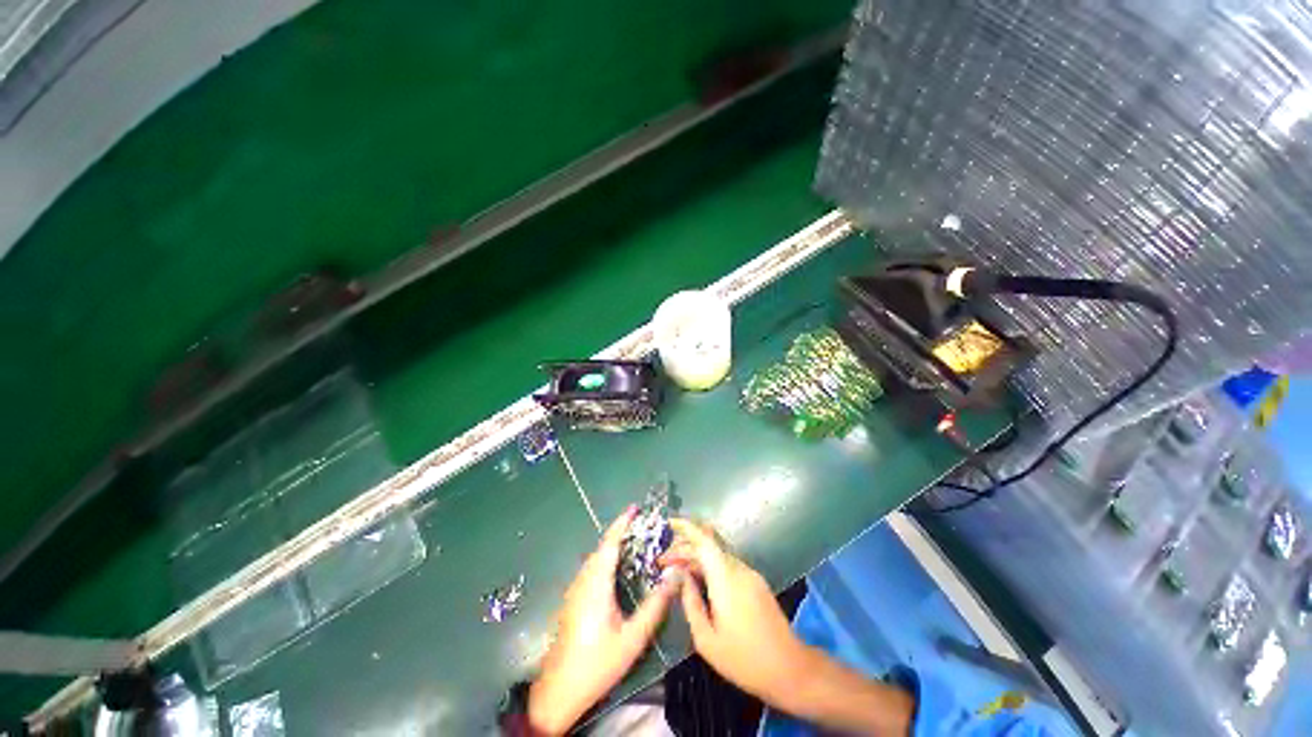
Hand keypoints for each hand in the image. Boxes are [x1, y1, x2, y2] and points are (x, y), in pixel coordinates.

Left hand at [528, 508, 680, 733]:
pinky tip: (617, 572)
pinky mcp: (572, 600)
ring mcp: (575, 590)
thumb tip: (674, 578)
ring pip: (595, 559)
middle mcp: (583, 581)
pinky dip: (606, 560)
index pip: (609, 543)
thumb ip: (654, 606)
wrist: (558, 691)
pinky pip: (591, 569)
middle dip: (620, 533)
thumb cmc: (597, 663)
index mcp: (596, 584)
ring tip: (634, 544)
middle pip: (602, 548)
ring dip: (613, 547)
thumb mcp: (632, 638)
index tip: (635, 508)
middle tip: (643, 528)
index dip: (622, 523)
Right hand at [664, 519, 808, 705]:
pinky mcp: (756, 582)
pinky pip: (727, 565)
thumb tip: (681, 578)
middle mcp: (738, 569)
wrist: (791, 669)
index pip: (704, 541)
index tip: (669, 523)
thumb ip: (691, 604)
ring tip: (676, 570)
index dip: (686, 528)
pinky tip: (698, 579)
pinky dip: (709, 566)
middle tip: (663, 562)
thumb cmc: (744, 660)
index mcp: (725, 580)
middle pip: (709, 545)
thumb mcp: (707, 640)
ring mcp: (750, 574)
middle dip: (684, 548)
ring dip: (696, 557)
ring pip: (717, 554)